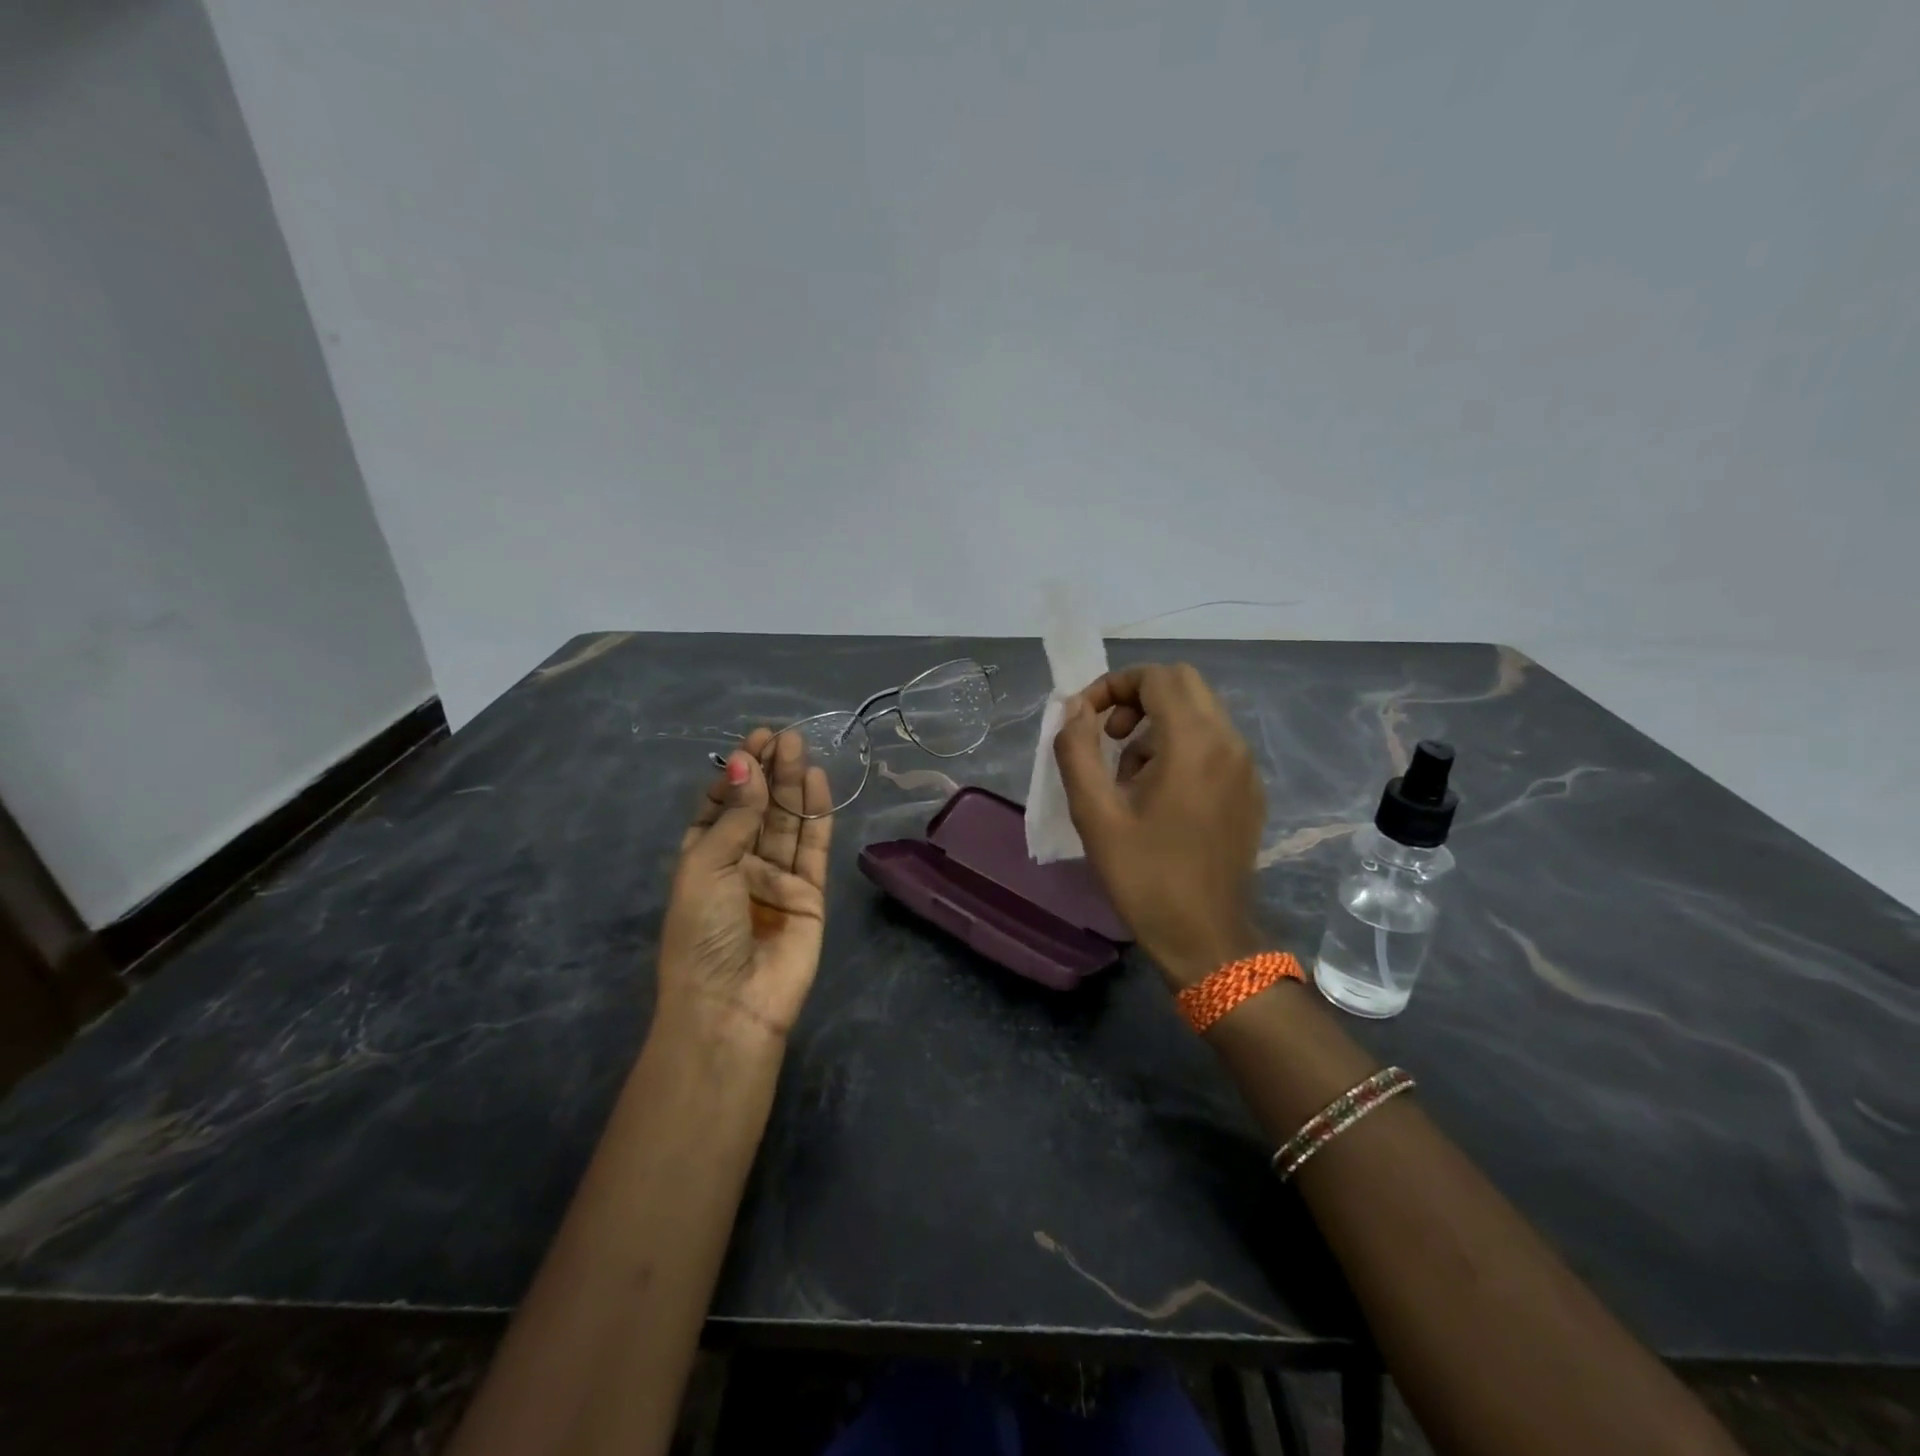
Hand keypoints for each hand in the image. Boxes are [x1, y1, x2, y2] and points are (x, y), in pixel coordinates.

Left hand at [657, 729, 832, 1042]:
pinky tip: (817, 782)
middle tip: (784, 736)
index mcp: (704, 859)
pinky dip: (816, 815)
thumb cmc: (702, 933)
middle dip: (769, 772)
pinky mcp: (810, 893)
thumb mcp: (706, 867)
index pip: (721, 806)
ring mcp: (777, 878)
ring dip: (792, 785)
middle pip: (758, 809)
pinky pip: (813, 847)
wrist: (732, 1004)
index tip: (752, 742)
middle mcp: (741, 864)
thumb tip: (746, 765)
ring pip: (787, 822)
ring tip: (799, 746)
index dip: (737, 774)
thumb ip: (735, 817)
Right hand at [1053, 664, 1263, 988]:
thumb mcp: (1094, 814)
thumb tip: (1074, 709)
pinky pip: (1213, 744)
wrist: (1205, 937)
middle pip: (1183, 685)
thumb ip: (1077, 750)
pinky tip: (1157, 795)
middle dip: (1137, 697)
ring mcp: (1245, 767)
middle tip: (1107, 736)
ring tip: (1125, 776)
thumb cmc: (1144, 876)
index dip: (1113, 685)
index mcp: (1194, 743)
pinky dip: (1180, 746)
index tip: (1084, 718)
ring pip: (1200, 713)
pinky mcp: (1249, 791)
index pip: (1157, 677)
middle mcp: (1229, 743)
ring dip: (1157, 724)